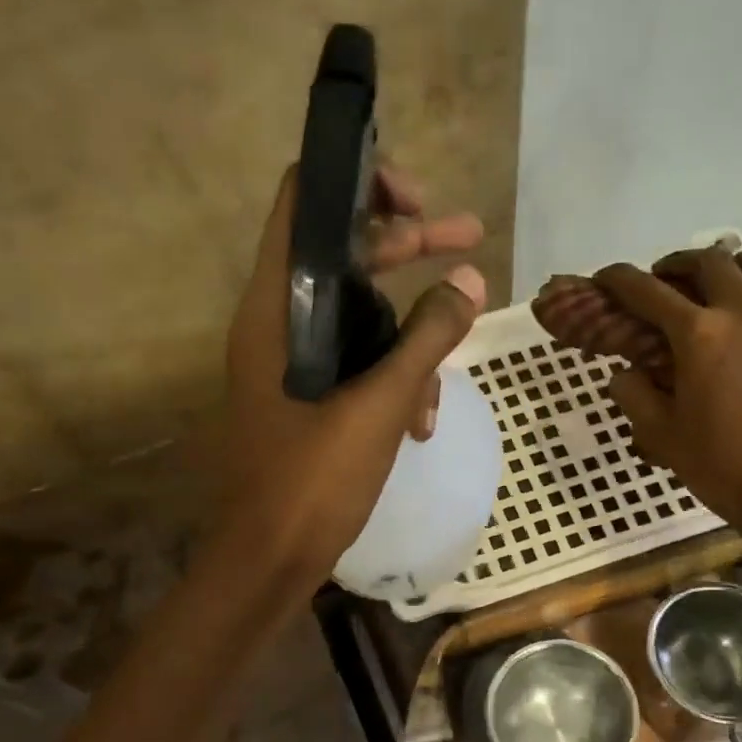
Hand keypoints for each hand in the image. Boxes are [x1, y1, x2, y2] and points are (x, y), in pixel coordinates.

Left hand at [222, 162, 484, 591]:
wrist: (269, 559)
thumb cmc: (313, 481)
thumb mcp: (379, 406)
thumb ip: (426, 339)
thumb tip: (471, 280)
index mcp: (276, 307)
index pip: (303, 202)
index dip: (359, 181)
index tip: (417, 199)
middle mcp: (277, 321)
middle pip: (343, 254)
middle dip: (408, 246)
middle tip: (470, 238)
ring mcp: (291, 362)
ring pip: (358, 316)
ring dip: (409, 336)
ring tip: (445, 382)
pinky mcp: (307, 397)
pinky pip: (356, 364)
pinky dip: (392, 379)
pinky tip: (421, 423)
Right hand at [595, 248, 741, 563]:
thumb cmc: (722, 466)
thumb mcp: (662, 436)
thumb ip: (635, 395)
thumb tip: (625, 373)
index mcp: (700, 335)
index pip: (650, 292)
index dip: (620, 281)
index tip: (603, 278)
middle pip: (710, 262)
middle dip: (676, 263)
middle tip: (659, 280)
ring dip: (732, 263)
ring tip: (713, 284)